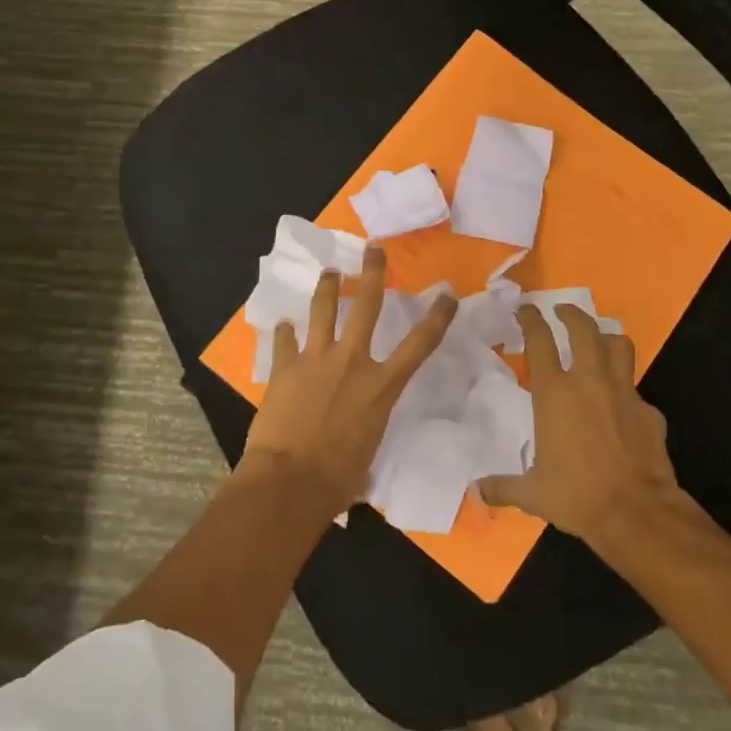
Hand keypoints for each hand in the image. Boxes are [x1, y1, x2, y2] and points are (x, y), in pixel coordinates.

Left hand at [239, 245, 456, 514]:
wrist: (290, 480)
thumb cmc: (338, 478)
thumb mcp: (368, 450)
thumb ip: (367, 427)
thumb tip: (357, 434)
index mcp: (381, 386)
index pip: (420, 345)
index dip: (437, 317)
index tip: (447, 294)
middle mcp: (352, 361)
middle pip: (367, 306)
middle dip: (373, 274)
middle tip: (374, 250)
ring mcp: (316, 359)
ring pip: (323, 310)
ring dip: (329, 288)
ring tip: (330, 272)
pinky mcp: (285, 366)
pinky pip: (285, 340)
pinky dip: (284, 332)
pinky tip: (283, 325)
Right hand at [479, 303, 695, 554]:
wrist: (637, 512)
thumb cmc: (577, 495)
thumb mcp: (533, 493)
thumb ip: (503, 486)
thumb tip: (476, 492)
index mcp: (554, 393)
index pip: (540, 341)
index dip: (531, 319)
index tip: (525, 308)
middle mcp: (589, 382)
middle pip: (584, 329)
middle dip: (571, 314)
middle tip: (562, 310)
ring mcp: (623, 392)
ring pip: (619, 345)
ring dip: (606, 336)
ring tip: (597, 339)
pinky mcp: (649, 411)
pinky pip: (636, 388)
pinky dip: (626, 388)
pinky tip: (621, 405)